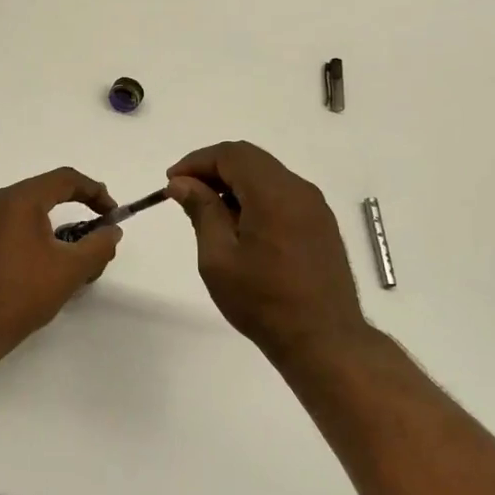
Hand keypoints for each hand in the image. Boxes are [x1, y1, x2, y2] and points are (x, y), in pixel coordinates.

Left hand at [0, 167, 121, 356]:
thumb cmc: (21, 294)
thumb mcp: (71, 270)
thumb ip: (99, 245)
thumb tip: (111, 231)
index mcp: (18, 199)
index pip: (65, 179)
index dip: (95, 193)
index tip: (112, 216)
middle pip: (45, 194)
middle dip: (76, 213)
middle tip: (94, 240)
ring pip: (26, 212)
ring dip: (54, 229)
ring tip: (70, 261)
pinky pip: (8, 227)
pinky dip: (31, 238)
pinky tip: (40, 268)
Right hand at [166, 141, 373, 369]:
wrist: (323, 339)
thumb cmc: (262, 300)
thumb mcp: (218, 257)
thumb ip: (201, 211)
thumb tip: (182, 183)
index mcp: (274, 193)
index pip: (231, 154)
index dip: (197, 161)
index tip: (172, 183)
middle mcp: (299, 190)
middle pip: (251, 160)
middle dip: (214, 170)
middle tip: (185, 195)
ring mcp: (315, 207)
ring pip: (268, 176)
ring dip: (234, 184)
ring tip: (209, 213)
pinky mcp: (321, 225)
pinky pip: (283, 195)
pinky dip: (255, 198)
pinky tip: (240, 227)